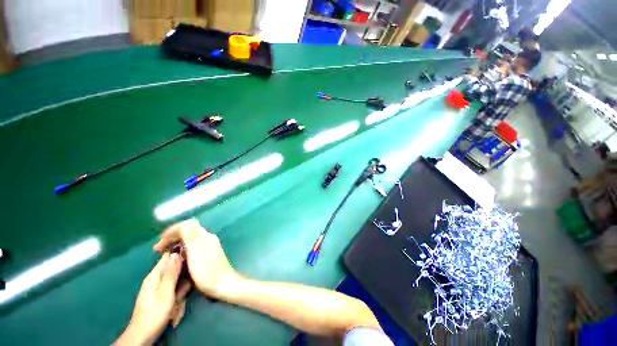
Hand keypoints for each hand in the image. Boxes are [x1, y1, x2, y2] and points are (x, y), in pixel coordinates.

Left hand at [116, 253, 190, 345]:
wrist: (142, 336)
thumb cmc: (154, 313)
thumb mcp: (165, 293)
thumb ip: (171, 273)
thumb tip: (176, 254)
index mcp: (154, 276)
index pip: (167, 256)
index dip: (179, 252)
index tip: (192, 253)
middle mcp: (155, 279)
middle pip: (174, 270)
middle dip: (182, 278)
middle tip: (183, 290)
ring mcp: (159, 289)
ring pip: (176, 282)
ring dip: (180, 292)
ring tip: (177, 304)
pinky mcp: (161, 297)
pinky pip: (174, 292)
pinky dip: (177, 298)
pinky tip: (176, 308)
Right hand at [153, 219, 240, 299]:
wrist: (222, 283)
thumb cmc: (206, 269)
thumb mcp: (195, 249)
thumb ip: (190, 234)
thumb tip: (183, 225)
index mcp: (204, 236)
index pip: (187, 225)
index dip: (171, 231)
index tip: (159, 242)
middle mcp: (207, 238)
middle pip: (188, 231)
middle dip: (172, 237)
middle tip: (159, 249)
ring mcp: (209, 246)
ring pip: (190, 239)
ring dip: (176, 243)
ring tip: (165, 253)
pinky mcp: (209, 255)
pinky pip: (192, 247)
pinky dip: (182, 250)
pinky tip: (177, 259)